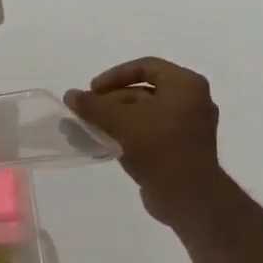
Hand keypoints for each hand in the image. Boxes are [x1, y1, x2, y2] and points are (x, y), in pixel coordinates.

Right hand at [65, 57, 221, 228]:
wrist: (189, 196)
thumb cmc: (158, 147)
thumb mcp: (120, 121)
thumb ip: (93, 106)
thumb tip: (70, 95)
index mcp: (185, 85)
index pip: (145, 66)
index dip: (115, 75)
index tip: (93, 91)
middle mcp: (192, 101)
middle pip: (143, 92)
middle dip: (110, 101)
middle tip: (86, 113)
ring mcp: (189, 127)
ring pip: (144, 115)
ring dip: (115, 120)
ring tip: (87, 130)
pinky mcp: (181, 150)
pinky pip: (150, 134)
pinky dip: (128, 135)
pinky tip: (104, 145)